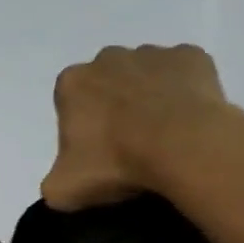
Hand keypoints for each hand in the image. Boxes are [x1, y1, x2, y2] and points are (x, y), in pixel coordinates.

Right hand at [42, 44, 242, 210]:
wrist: (183, 145)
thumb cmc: (117, 162)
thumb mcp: (64, 189)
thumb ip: (52, 184)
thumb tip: (58, 185)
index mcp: (73, 82)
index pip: (70, 102)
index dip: (83, 127)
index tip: (98, 152)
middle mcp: (108, 58)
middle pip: (108, 82)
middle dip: (115, 105)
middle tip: (131, 143)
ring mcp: (152, 53)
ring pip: (147, 74)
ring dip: (151, 96)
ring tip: (165, 134)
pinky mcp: (191, 56)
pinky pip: (185, 73)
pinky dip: (187, 90)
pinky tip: (191, 118)